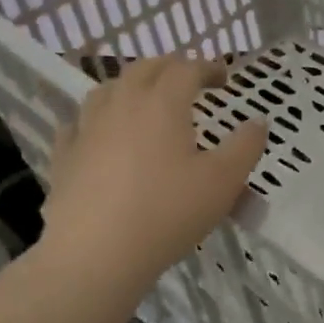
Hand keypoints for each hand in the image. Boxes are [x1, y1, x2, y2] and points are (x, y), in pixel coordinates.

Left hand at [38, 57, 267, 302]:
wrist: (95, 255)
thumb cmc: (167, 213)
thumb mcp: (223, 182)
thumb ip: (246, 147)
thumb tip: (259, 121)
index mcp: (162, 103)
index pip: (186, 68)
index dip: (208, 67)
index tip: (223, 78)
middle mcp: (122, 104)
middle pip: (144, 68)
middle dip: (170, 67)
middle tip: (188, 80)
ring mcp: (87, 129)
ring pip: (107, 89)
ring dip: (130, 86)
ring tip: (143, 99)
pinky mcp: (64, 157)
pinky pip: (77, 125)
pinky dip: (94, 120)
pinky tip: (98, 133)